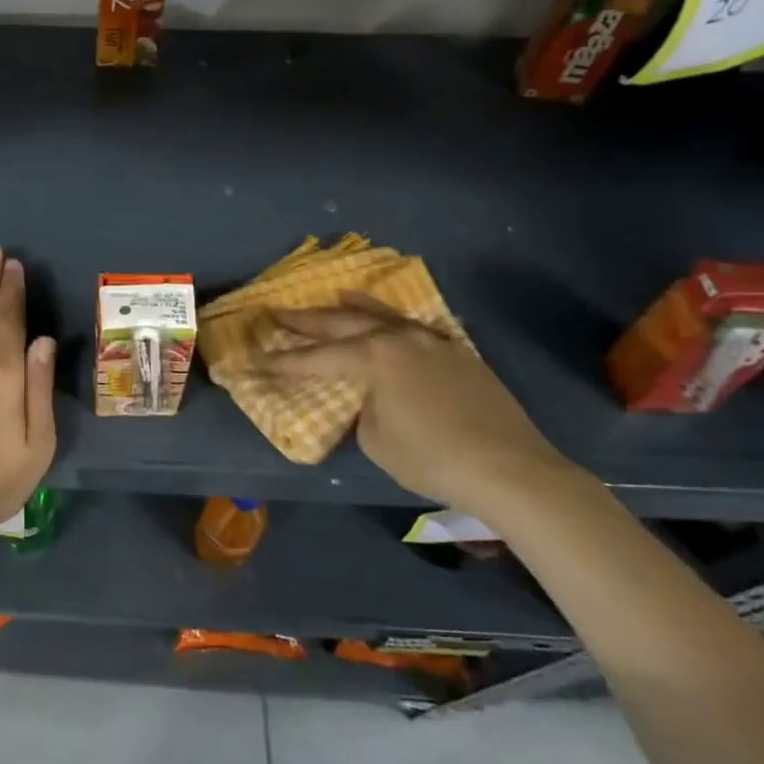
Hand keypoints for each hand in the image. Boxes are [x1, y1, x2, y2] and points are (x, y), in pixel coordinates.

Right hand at [258, 292, 582, 518]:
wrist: (509, 468)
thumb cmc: (432, 457)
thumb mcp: (376, 439)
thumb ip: (364, 406)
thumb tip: (372, 396)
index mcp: (373, 357)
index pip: (315, 359)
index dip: (282, 362)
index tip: (254, 360)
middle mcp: (398, 338)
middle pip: (343, 323)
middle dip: (307, 321)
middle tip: (278, 313)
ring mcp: (432, 342)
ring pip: (384, 316)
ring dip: (356, 307)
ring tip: (336, 295)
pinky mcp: (458, 354)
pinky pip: (416, 329)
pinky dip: (396, 322)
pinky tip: (393, 323)